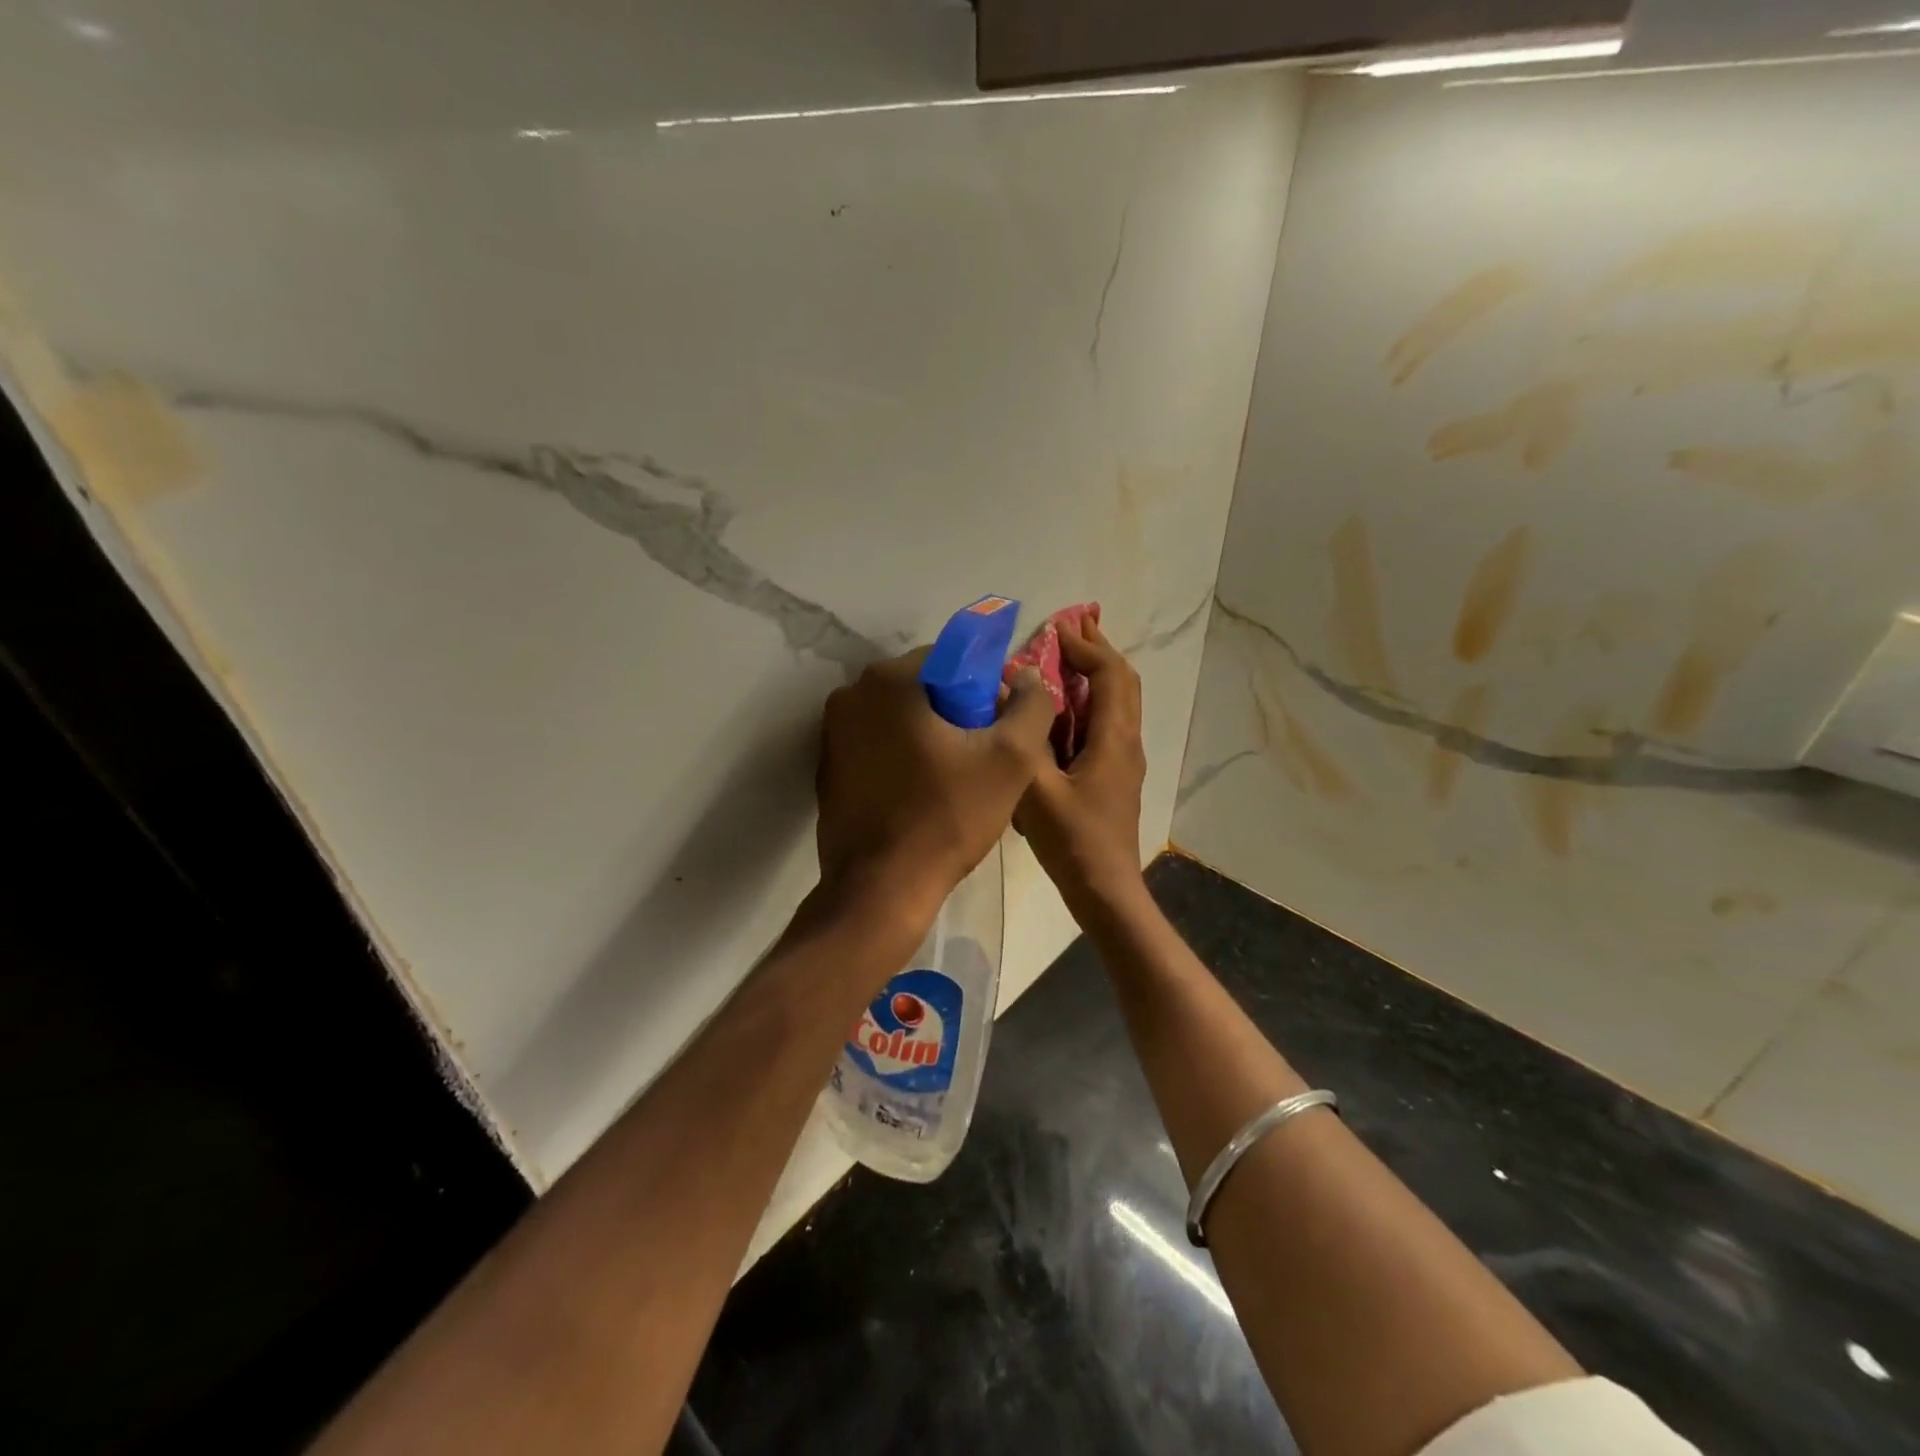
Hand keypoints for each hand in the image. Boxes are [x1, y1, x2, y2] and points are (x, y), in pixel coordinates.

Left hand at [817, 649, 1056, 928]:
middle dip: (957, 712)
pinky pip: (878, 745)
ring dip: (930, 735)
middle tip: (983, 756)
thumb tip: (1028, 677)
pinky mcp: (828, 768)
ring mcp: (832, 733)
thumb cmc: (947, 817)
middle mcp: (850, 695)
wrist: (882, 888)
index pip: (951, 659)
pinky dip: (903, 756)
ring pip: (900, 718)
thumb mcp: (1011, 759)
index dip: (984, 689)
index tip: (999, 728)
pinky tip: (924, 792)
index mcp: (888, 680)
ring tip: (957, 778)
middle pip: (923, 687)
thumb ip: (1031, 706)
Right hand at [1014, 616, 1146, 914]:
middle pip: (1123, 681)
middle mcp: (1126, 742)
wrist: (1105, 890)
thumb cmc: (1073, 841)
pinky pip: (1107, 722)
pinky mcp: (1114, 775)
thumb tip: (1011, 693)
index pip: (1109, 675)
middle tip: (1071, 627)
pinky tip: (1062, 708)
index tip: (1055, 630)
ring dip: (1096, 673)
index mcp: (1114, 739)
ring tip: (1067, 656)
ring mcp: (1124, 759)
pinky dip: (1089, 700)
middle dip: (1098, 650)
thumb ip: (1023, 740)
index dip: (1085, 647)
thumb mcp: (1036, 791)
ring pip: (1118, 702)